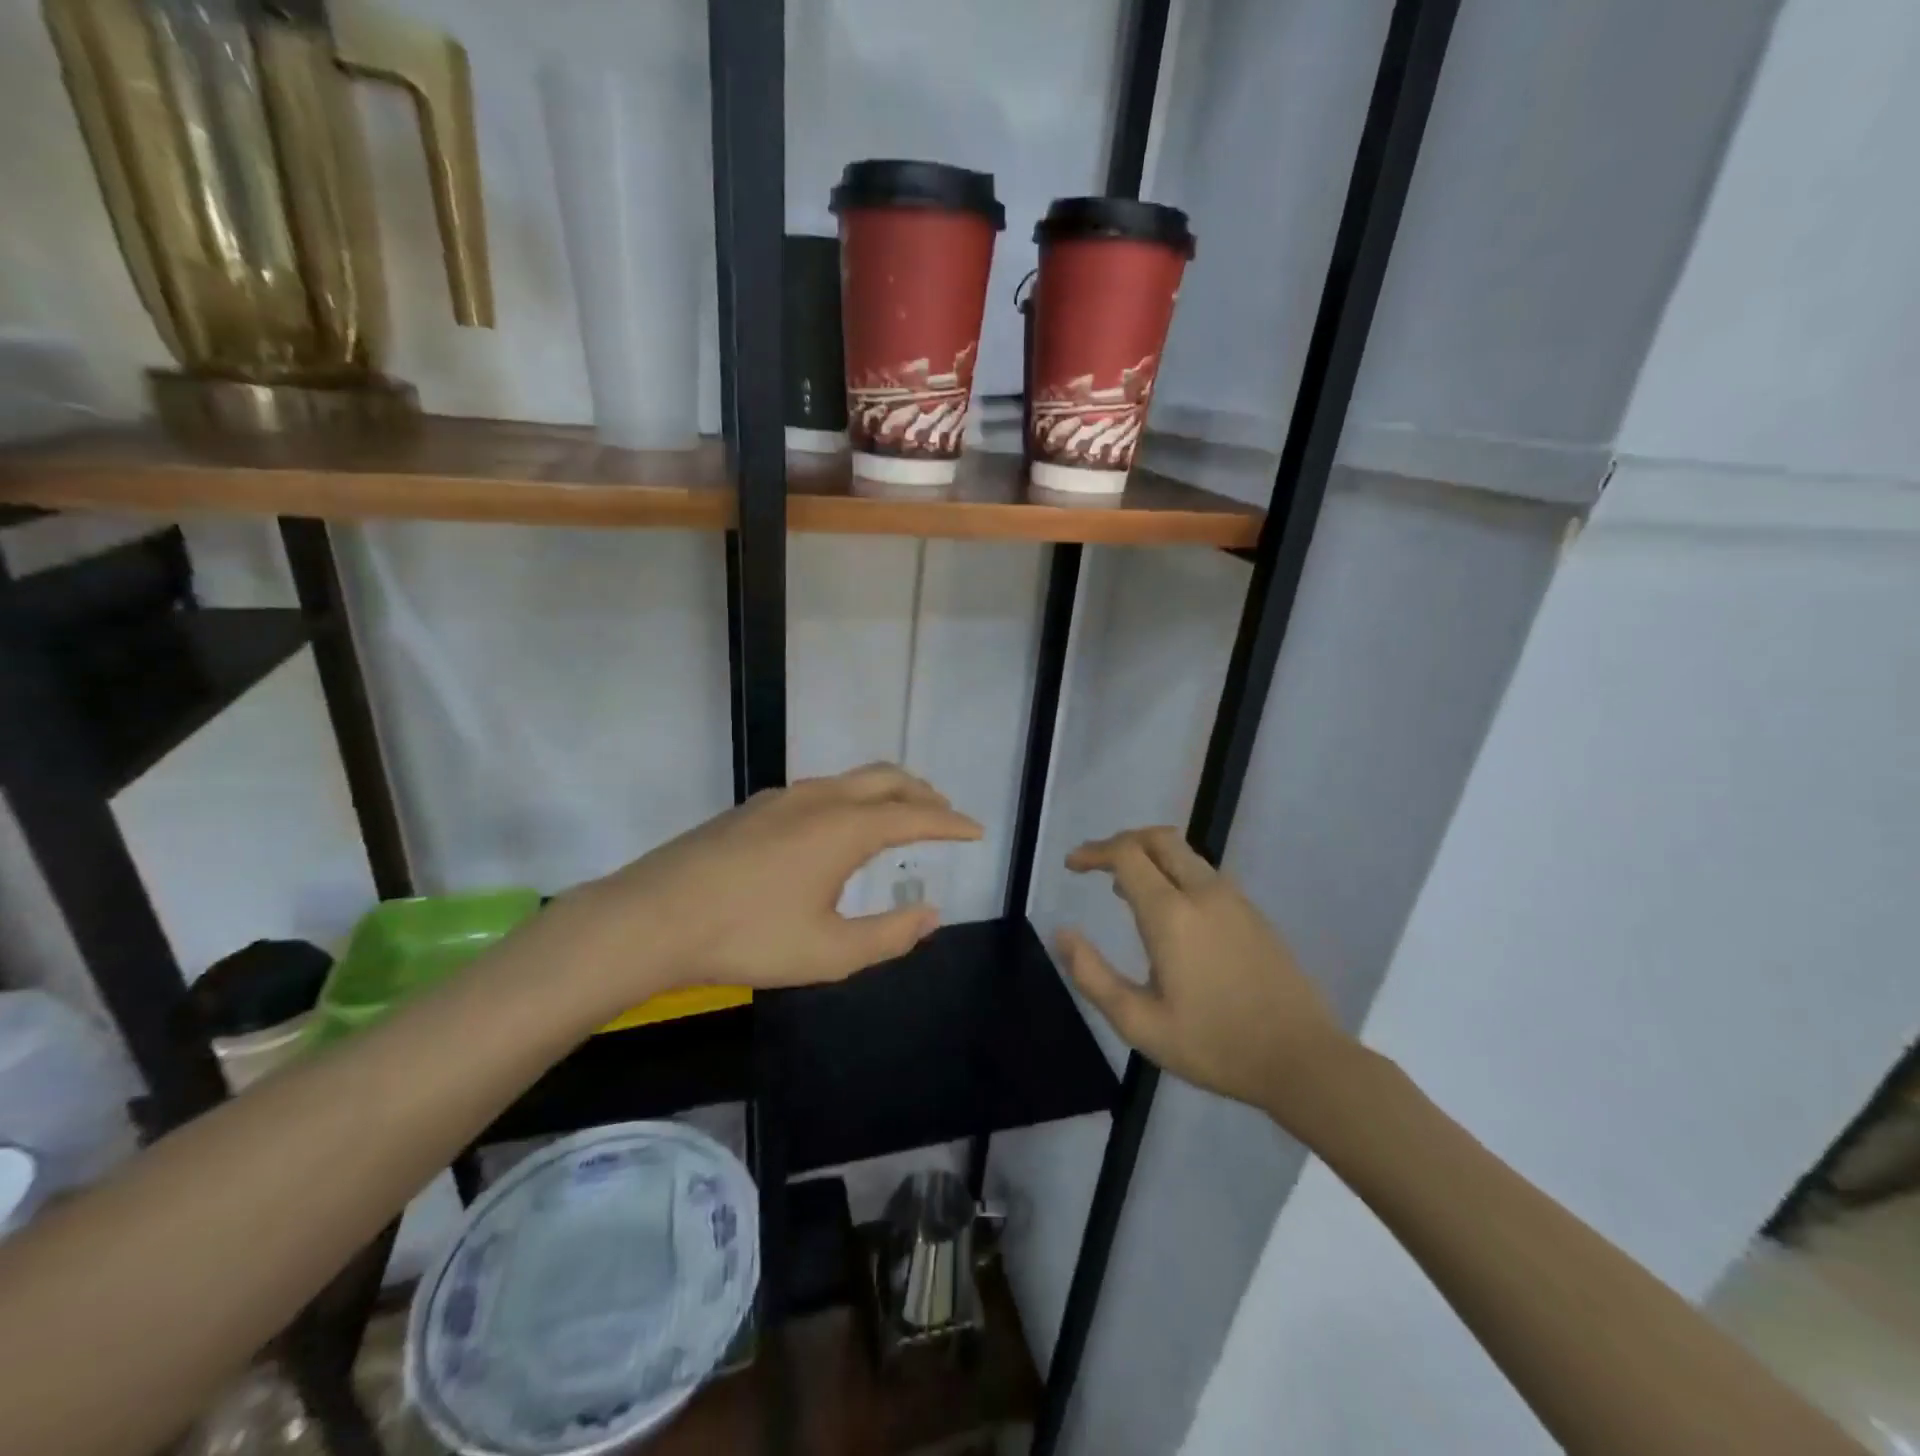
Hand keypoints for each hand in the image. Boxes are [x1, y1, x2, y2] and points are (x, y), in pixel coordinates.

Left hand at [554, 764, 981, 1008]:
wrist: (651, 918)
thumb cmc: (746, 937)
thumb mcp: (828, 953)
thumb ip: (888, 936)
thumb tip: (930, 915)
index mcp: (844, 828)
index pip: (915, 815)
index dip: (951, 822)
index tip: (977, 830)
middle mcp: (818, 799)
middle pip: (886, 779)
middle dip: (922, 792)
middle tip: (945, 813)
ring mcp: (781, 798)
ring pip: (850, 780)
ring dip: (885, 792)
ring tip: (899, 816)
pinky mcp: (754, 807)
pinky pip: (820, 790)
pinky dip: (851, 799)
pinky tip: (839, 830)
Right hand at [1059, 826, 1351, 1127]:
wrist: (1303, 1059)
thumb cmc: (1214, 1045)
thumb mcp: (1139, 1024)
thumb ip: (1092, 976)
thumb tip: (1062, 934)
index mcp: (1171, 914)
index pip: (1126, 854)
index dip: (1094, 851)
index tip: (1072, 866)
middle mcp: (1203, 892)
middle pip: (1158, 838)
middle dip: (1121, 842)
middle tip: (1096, 865)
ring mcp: (1234, 899)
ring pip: (1184, 853)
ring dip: (1149, 857)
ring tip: (1124, 889)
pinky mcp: (1253, 913)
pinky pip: (1204, 874)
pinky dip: (1174, 873)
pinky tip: (1168, 912)